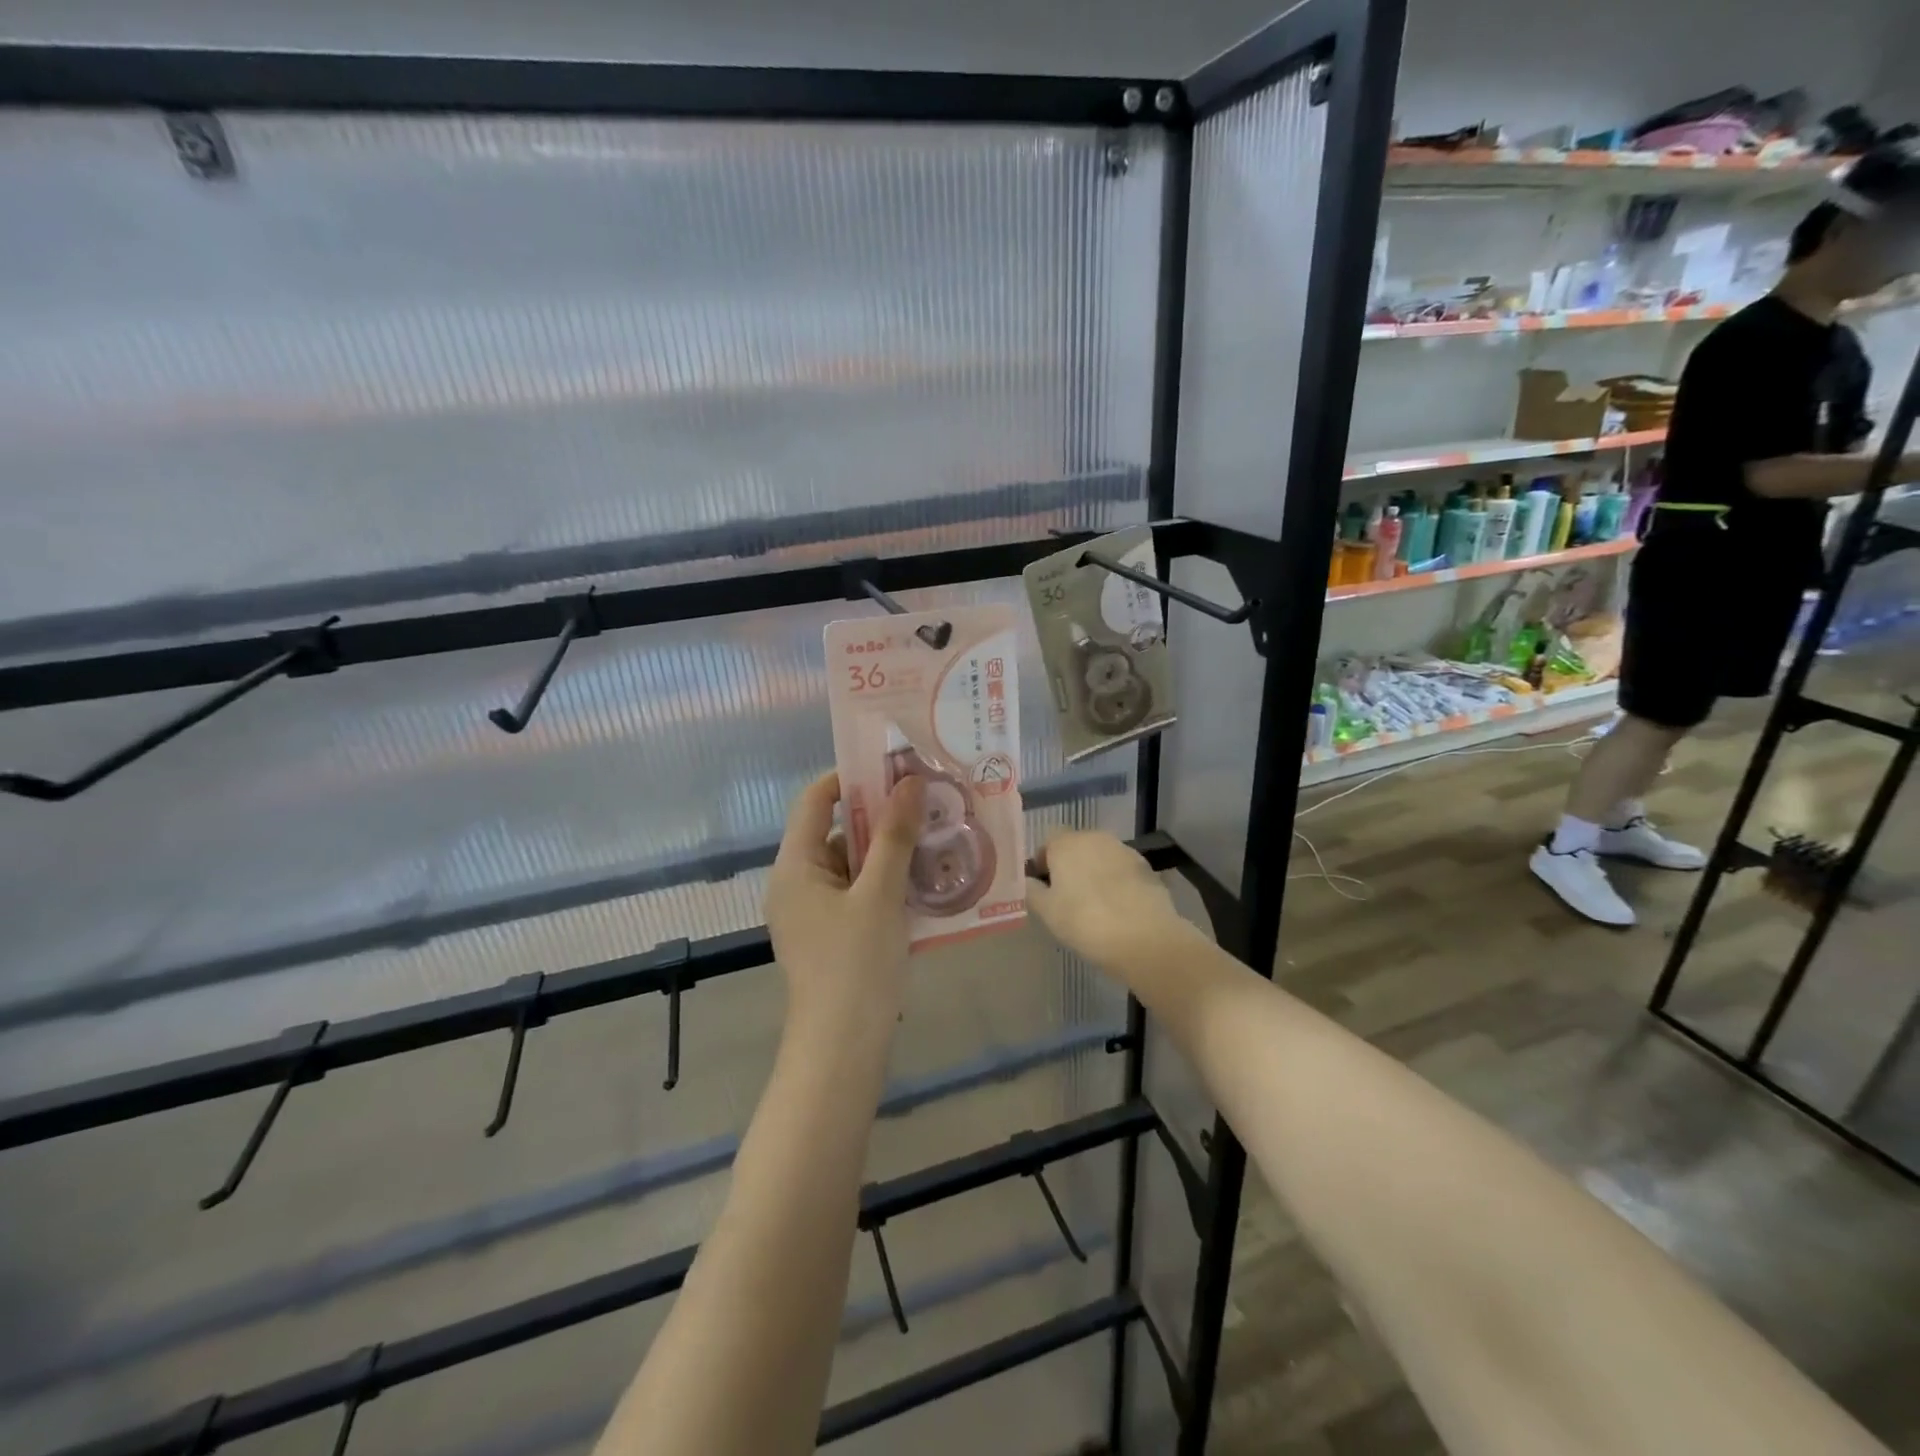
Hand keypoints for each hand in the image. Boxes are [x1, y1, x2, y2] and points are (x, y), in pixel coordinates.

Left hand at [765, 771, 925, 1025]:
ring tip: (935, 838)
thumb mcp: (881, 894)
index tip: (897, 769)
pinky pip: (858, 893)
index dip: (852, 778)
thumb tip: (910, 781)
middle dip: (882, 816)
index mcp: (795, 865)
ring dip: (890, 851)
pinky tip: (924, 881)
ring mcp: (812, 911)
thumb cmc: (856, 964)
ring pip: (852, 864)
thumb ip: (896, 836)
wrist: (842, 1048)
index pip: (815, 800)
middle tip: (928, 803)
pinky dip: (886, 882)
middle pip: (837, 831)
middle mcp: (797, 882)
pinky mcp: (831, 934)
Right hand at [1026, 830, 1199, 976]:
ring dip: (1094, 873)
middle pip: (1076, 846)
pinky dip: (1117, 883)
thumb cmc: (1085, 921)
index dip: (1043, 863)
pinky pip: (1122, 871)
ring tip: (1094, 905)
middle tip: (1067, 898)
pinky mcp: (1147, 868)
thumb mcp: (1047, 911)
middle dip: (1070, 866)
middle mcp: (1095, 837)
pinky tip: (1118, 909)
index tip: (1044, 888)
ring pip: (1101, 857)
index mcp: (1067, 843)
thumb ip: (1031, 890)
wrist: (1145, 938)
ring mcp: (1124, 851)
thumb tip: (1028, 881)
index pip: (1048, 842)